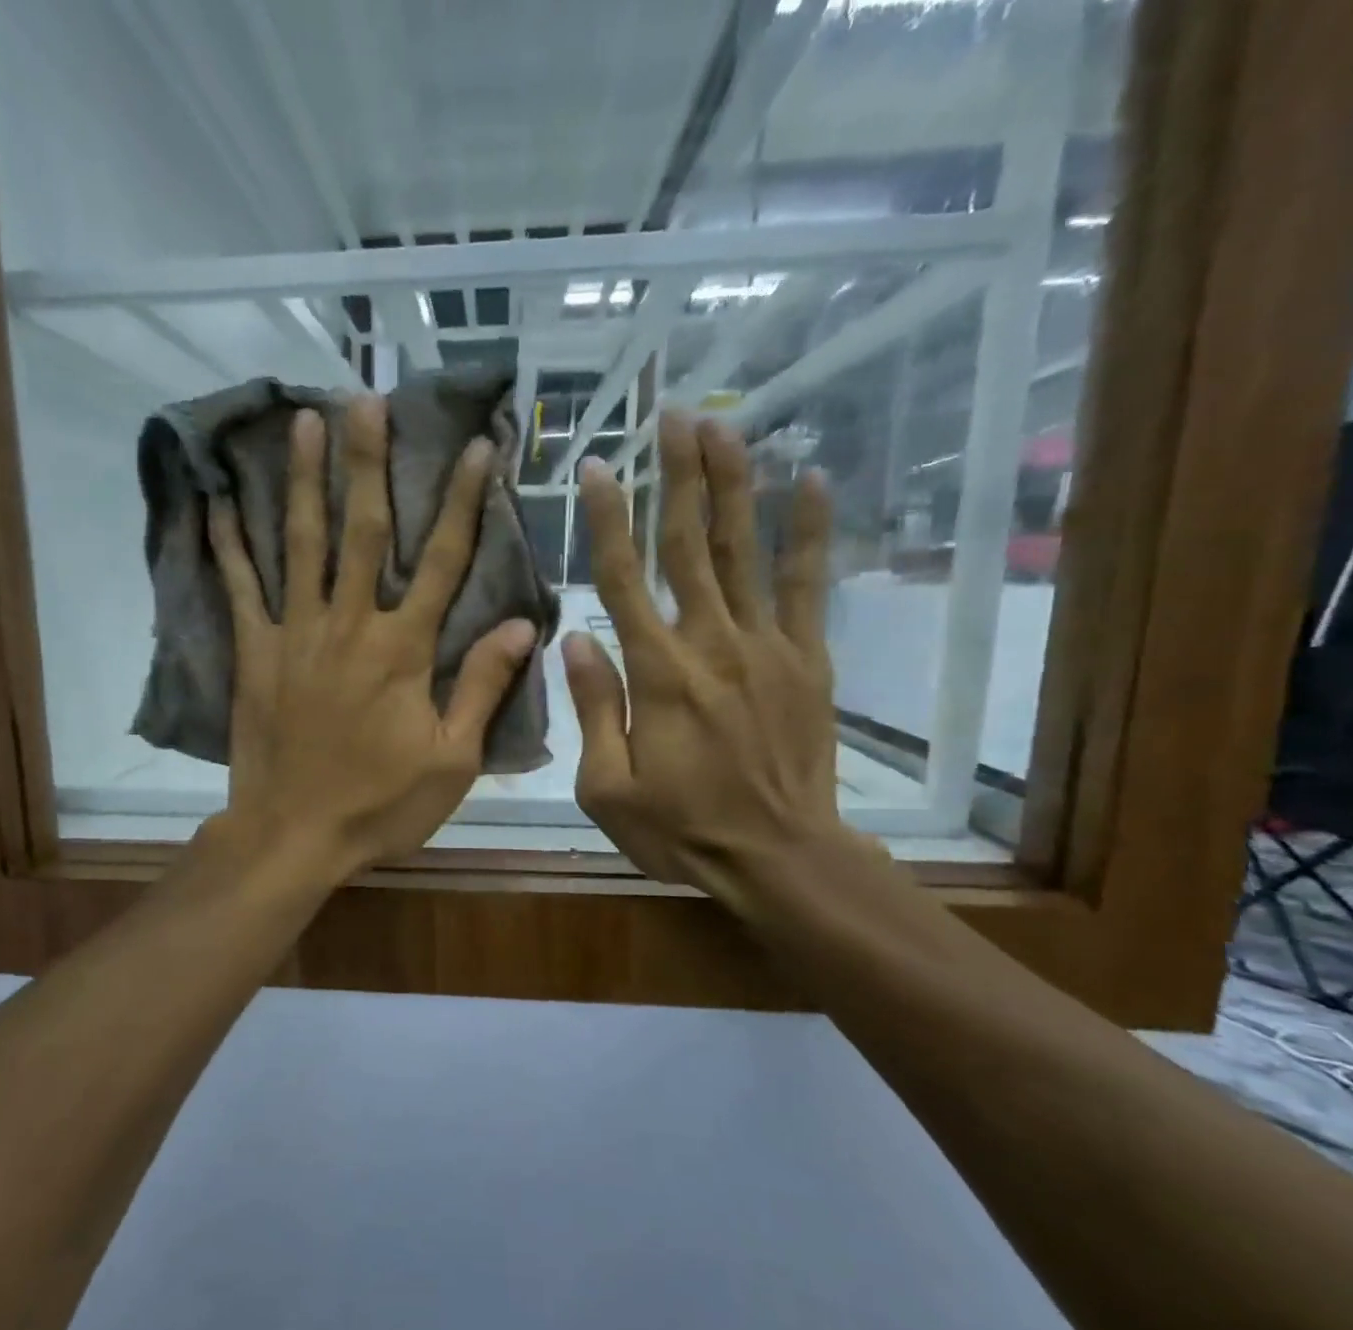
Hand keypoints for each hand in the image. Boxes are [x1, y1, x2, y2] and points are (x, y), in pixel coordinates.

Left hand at [204, 394, 538, 880]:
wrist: (293, 836)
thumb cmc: (379, 804)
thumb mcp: (452, 760)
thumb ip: (482, 687)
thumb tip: (523, 625)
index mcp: (403, 650)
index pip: (442, 561)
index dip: (462, 501)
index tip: (476, 445)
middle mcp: (350, 625)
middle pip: (363, 531)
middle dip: (369, 462)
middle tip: (367, 397)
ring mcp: (296, 635)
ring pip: (301, 544)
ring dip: (305, 480)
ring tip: (303, 422)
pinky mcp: (254, 654)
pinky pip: (240, 590)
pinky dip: (230, 546)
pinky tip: (221, 503)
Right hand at [565, 411, 850, 915]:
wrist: (779, 857)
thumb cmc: (681, 828)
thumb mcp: (607, 788)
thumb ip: (593, 709)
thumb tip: (575, 641)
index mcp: (657, 674)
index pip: (623, 580)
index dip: (606, 520)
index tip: (595, 468)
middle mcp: (711, 643)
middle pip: (688, 545)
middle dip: (678, 474)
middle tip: (671, 414)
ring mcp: (766, 646)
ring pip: (743, 551)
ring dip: (732, 485)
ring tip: (723, 426)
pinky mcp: (807, 659)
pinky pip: (808, 586)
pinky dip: (809, 532)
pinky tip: (812, 482)